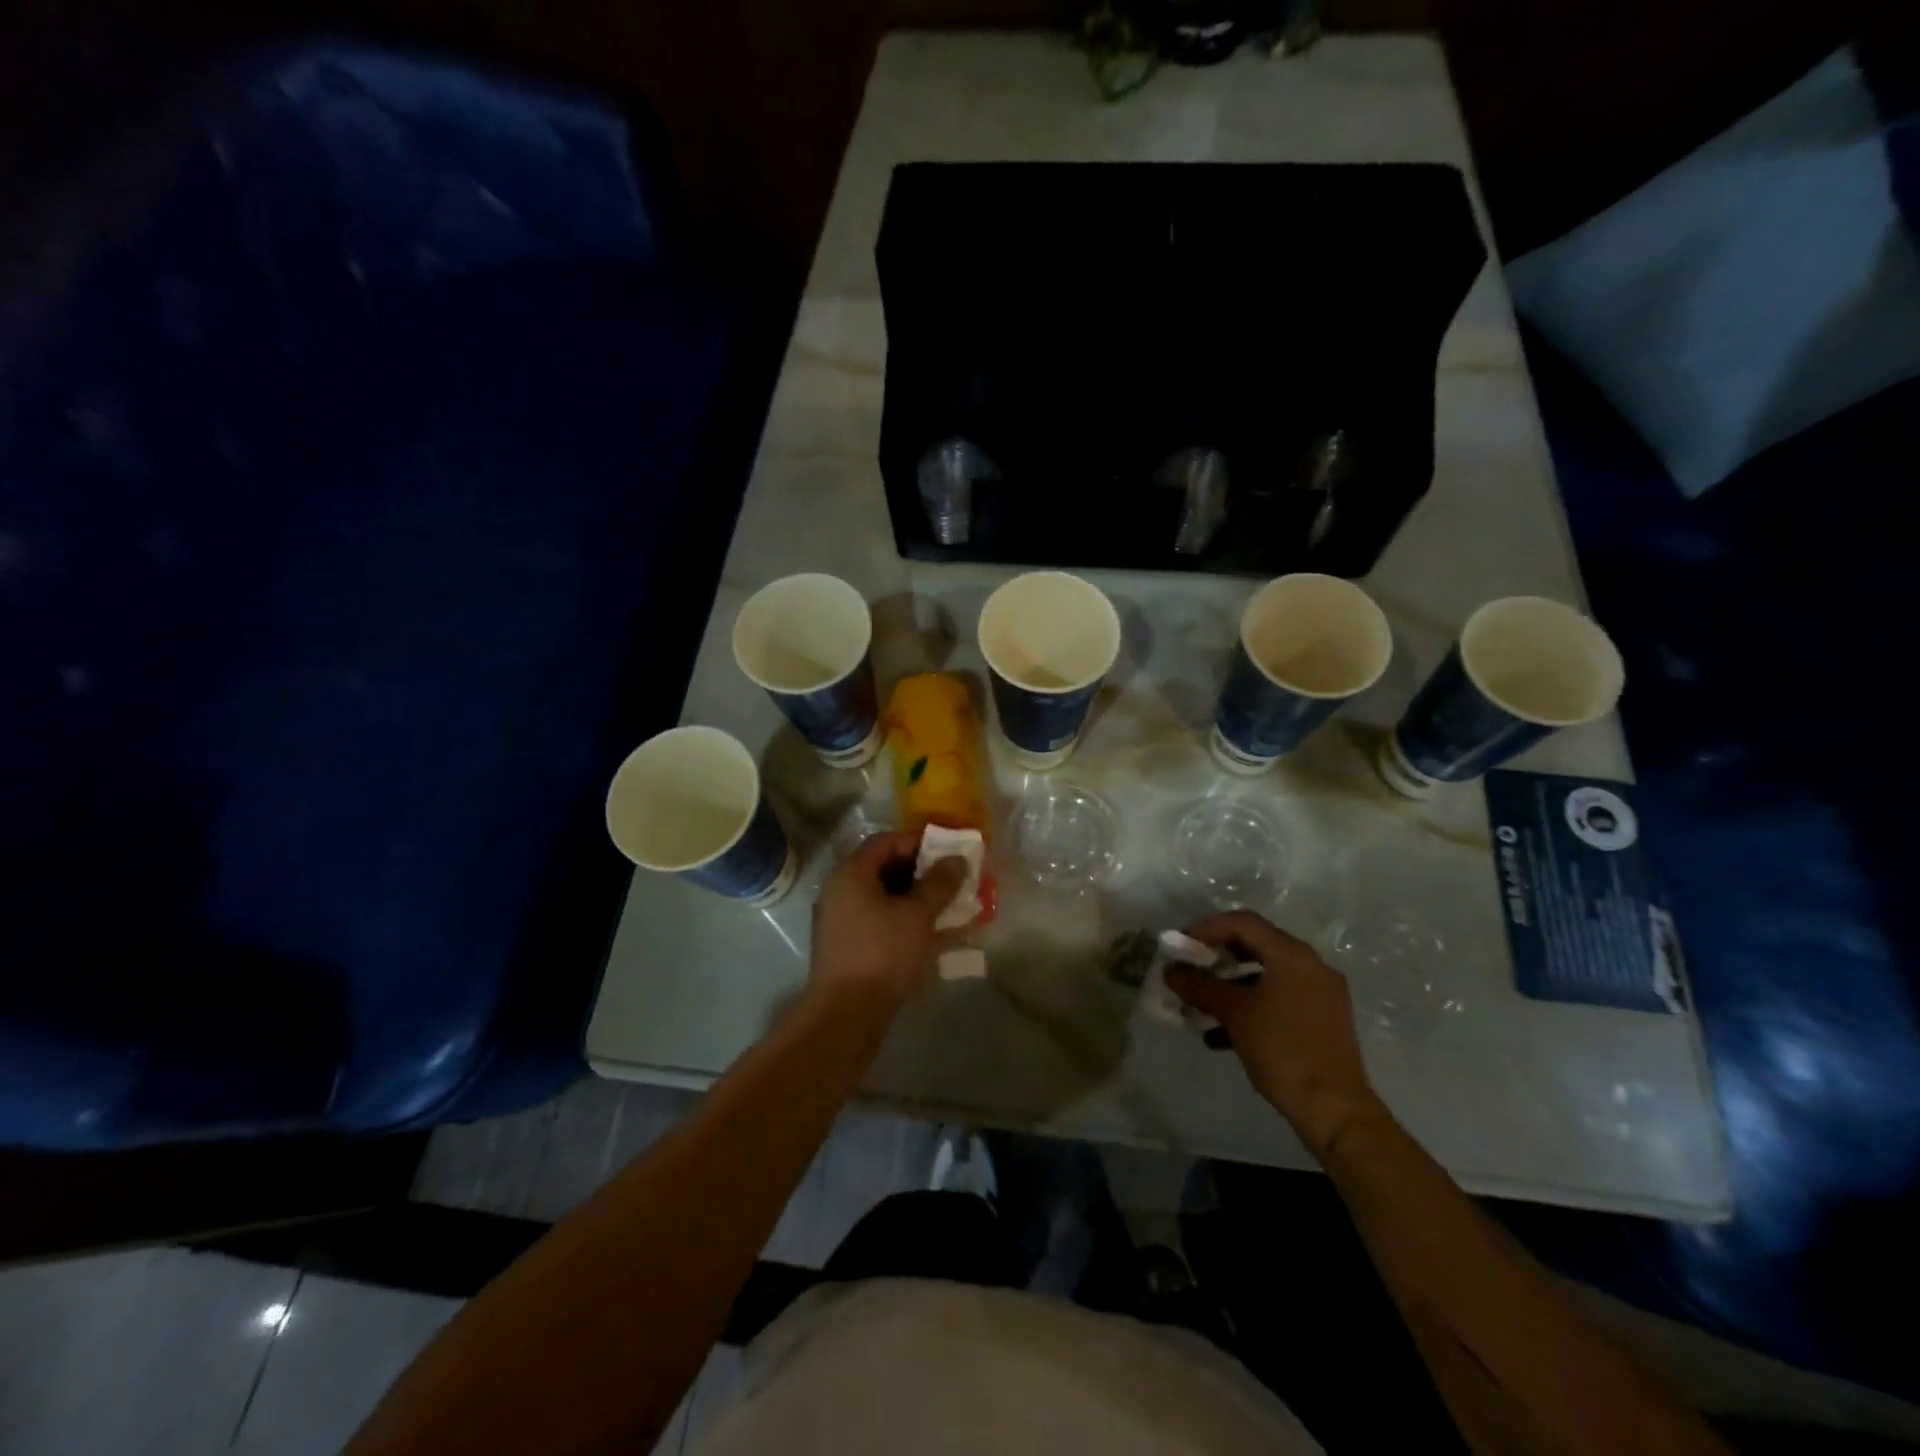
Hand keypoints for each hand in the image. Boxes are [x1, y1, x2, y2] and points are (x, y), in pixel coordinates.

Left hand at [809, 831, 967, 1009]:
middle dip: (924, 872)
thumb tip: (957, 860)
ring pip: (888, 899)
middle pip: (887, 869)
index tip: (950, 850)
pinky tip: (939, 934)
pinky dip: (910, 923)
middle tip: (955, 878)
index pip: (887, 842)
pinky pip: (884, 923)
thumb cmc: (882, 953)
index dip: (920, 841)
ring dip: (920, 900)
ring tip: (953, 906)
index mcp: (851, 874)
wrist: (846, 1015)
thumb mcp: (917, 914)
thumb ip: (939, 883)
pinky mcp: (852, 948)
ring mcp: (845, 922)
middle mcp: (842, 892)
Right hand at [1167, 910, 1387, 1158]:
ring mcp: (1320, 993)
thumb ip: (1200, 986)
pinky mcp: (1322, 1020)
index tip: (1180, 944)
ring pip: (1266, 975)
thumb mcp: (1234, 1014)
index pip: (1242, 922)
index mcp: (1292, 955)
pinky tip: (1222, 1035)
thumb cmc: (1282, 1050)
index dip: (1206, 927)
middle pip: (1255, 945)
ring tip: (1200, 1005)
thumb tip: (1170, 970)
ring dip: (1230, 985)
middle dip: (1217, 956)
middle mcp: (1311, 965)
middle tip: (1189, 969)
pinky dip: (1250, 1005)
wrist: (1335, 1110)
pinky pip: (1279, 998)